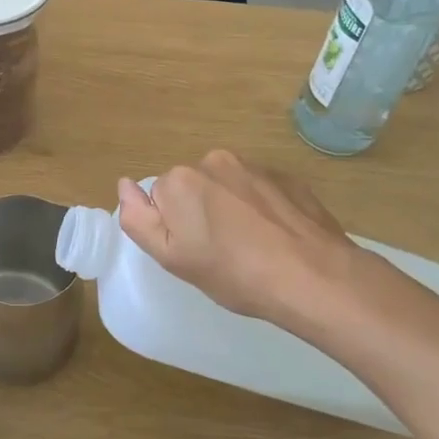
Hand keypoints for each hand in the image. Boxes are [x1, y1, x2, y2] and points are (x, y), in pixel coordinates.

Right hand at [114, 151, 363, 330]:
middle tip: (222, 253)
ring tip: (253, 247)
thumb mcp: (173, 258)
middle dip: (202, 213)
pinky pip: (261, 191)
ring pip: (228, 187)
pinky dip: (263, 209)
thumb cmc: (235, 273)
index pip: (162, 198)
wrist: (315, 277)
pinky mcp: (289, 178)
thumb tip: (124, 184)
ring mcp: (255, 167)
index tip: (197, 252)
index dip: (175, 228)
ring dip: (233, 209)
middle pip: (194, 188)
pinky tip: (277, 239)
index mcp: (181, 180)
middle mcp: (214, 161)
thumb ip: (139, 219)